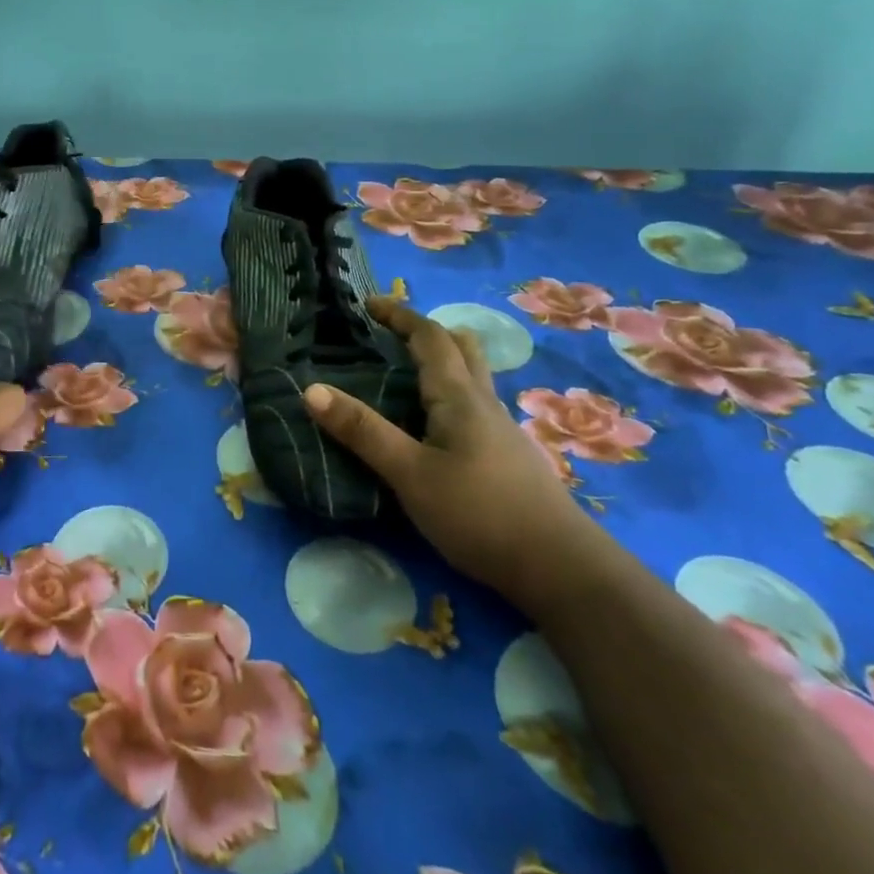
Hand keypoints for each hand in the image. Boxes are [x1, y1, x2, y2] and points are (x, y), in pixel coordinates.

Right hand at [305, 297, 605, 613]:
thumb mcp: (409, 474)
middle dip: (426, 332)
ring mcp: (503, 431)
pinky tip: (439, 426)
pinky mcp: (510, 458)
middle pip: (461, 348)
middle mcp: (484, 403)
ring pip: (474, 377)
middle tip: (392, 333)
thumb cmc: (479, 513)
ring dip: (445, 360)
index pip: (429, 337)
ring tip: (411, 372)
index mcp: (458, 396)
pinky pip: (478, 406)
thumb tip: (311, 389)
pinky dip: (453, 394)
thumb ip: (363, 432)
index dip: (400, 316)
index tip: (369, 304)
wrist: (562, 569)